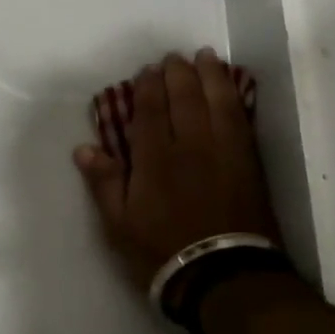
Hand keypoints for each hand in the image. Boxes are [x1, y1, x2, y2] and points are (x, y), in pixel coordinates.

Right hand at [73, 49, 282, 290]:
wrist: (224, 276)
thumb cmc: (162, 253)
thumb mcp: (120, 226)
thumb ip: (105, 183)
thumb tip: (84, 148)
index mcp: (156, 159)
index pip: (152, 110)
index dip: (149, 87)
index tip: (147, 71)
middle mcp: (192, 145)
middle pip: (186, 97)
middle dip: (179, 73)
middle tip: (174, 58)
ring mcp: (225, 151)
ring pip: (218, 101)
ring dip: (211, 75)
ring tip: (205, 57)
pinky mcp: (249, 162)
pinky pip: (242, 119)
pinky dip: (235, 98)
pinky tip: (232, 89)